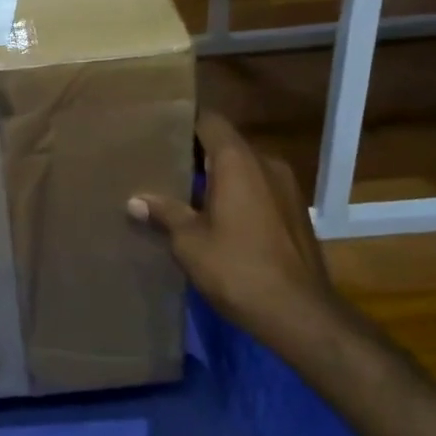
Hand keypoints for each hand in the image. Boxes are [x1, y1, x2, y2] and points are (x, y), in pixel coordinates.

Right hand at [129, 111, 346, 362]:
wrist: (299, 313)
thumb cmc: (237, 269)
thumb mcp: (189, 242)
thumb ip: (164, 213)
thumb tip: (135, 200)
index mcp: (238, 161)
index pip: (210, 122)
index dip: (184, 123)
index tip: (158, 133)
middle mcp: (266, 164)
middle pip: (226, 145)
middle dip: (196, 155)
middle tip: (162, 167)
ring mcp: (286, 188)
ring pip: (244, 169)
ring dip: (218, 178)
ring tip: (184, 195)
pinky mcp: (295, 212)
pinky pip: (259, 189)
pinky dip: (237, 195)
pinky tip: (216, 219)